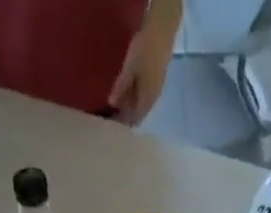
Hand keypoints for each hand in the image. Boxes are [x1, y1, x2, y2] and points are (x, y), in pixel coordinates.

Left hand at [108, 5, 177, 124]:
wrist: (162, 30)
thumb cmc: (145, 50)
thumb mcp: (130, 68)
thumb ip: (121, 87)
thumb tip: (111, 104)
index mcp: (146, 101)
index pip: (133, 121)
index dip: (121, 124)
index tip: (109, 123)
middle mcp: (152, 100)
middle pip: (137, 114)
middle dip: (123, 116)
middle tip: (108, 113)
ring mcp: (154, 90)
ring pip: (139, 105)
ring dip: (128, 106)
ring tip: (114, 102)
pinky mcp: (155, 80)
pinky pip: (142, 95)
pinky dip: (132, 97)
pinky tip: (125, 91)